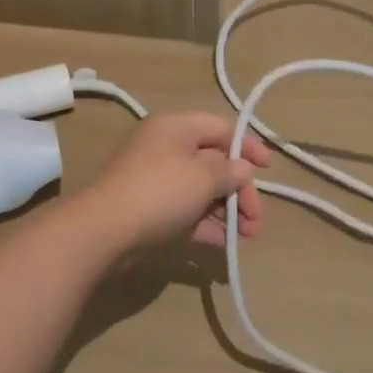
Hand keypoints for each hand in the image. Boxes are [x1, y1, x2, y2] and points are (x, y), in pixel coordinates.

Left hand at [80, 113, 269, 253]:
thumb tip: (242, 168)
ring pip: (202, 190)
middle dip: (239, 189)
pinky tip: (225, 244)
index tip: (267, 168)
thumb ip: (229, 171)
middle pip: (214, 162)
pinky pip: (187, 213)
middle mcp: (165, 149)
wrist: (104, 232)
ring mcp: (157, 181)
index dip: (246, 146)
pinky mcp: (151, 211)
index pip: (220, 127)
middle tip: (256, 218)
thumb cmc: (159, 192)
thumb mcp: (202, 177)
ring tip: (248, 236)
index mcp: (175, 128)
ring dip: (228, 211)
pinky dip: (207, 225)